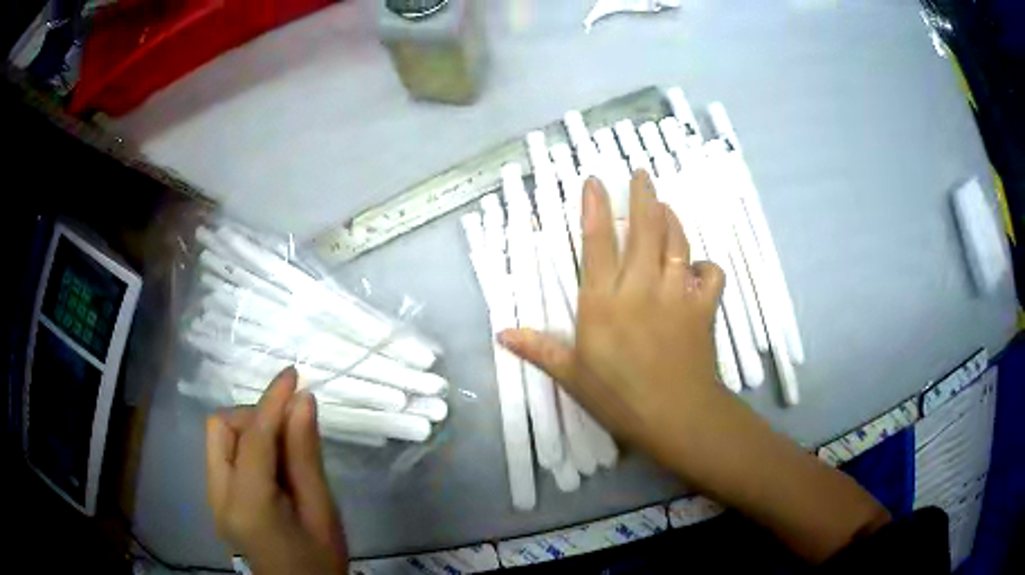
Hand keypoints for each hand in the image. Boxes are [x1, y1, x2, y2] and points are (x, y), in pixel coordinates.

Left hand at [206, 367, 347, 574]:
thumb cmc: (319, 562)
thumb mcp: (322, 513)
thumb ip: (306, 457)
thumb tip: (302, 402)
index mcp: (248, 504)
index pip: (252, 437)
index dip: (271, 401)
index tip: (293, 374)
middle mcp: (218, 495)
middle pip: (220, 428)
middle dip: (253, 415)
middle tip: (290, 428)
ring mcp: (213, 498)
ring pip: (218, 439)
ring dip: (249, 430)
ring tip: (284, 449)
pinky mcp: (217, 501)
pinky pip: (223, 456)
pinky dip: (246, 447)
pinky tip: (272, 465)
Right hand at [499, 171, 729, 469]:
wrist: (676, 416)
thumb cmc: (619, 397)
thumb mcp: (572, 376)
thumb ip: (540, 350)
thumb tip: (502, 334)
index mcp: (603, 303)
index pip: (597, 244)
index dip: (596, 207)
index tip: (596, 180)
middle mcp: (640, 288)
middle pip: (644, 230)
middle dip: (643, 196)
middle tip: (642, 173)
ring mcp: (676, 294)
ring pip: (676, 242)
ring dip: (672, 219)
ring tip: (666, 204)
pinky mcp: (703, 307)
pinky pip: (710, 273)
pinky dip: (706, 265)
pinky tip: (698, 266)